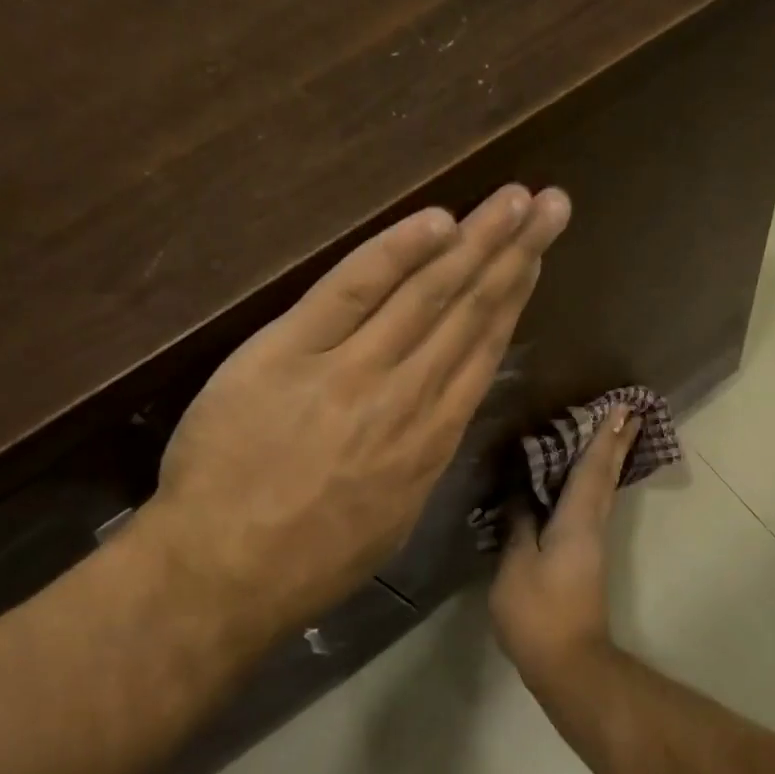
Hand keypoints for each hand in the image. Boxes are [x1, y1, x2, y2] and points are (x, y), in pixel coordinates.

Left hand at [133, 184, 570, 638]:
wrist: (222, 573)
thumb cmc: (310, 559)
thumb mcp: (394, 517)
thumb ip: (423, 456)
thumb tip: (442, 412)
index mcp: (433, 437)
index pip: (484, 348)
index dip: (516, 295)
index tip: (538, 255)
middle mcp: (409, 395)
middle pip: (471, 310)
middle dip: (515, 251)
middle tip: (552, 204)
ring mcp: (352, 369)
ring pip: (427, 293)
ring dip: (476, 240)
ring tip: (515, 200)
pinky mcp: (290, 351)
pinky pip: (351, 290)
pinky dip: (395, 252)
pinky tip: (437, 221)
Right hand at [488, 404, 639, 687]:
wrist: (569, 662)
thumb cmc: (539, 612)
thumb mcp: (517, 566)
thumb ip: (519, 525)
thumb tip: (522, 494)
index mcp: (577, 521)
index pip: (593, 469)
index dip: (604, 437)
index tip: (620, 407)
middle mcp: (592, 525)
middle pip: (606, 475)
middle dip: (616, 442)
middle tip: (629, 411)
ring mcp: (591, 542)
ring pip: (603, 490)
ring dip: (608, 459)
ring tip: (612, 433)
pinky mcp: (585, 557)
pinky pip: (591, 505)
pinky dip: (593, 482)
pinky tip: (583, 480)